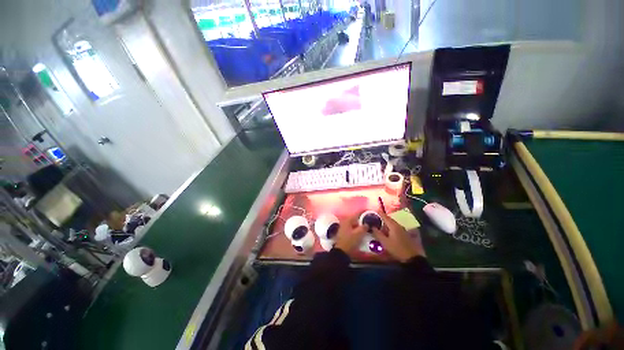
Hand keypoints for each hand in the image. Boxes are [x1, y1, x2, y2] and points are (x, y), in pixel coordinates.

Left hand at [334, 215, 368, 254]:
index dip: (363, 212)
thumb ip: (364, 227)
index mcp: (347, 220)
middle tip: (370, 221)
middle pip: (355, 219)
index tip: (370, 212)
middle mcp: (345, 222)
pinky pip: (353, 229)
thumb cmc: (350, 241)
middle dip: (362, 219)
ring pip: (354, 224)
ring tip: (368, 227)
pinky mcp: (344, 233)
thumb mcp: (359, 234)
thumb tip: (367, 223)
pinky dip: (357, 229)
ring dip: (360, 225)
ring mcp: (344, 228)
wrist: (341, 252)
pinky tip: (362, 232)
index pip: (357, 214)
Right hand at [371, 212, 425, 261]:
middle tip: (375, 217)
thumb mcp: (385, 242)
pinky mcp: (404, 234)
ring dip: (386, 222)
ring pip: (392, 223)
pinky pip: (395, 227)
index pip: (385, 217)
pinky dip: (389, 226)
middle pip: (389, 219)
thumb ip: (378, 233)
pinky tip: (386, 230)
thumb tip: (372, 227)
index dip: (379, 213)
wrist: (412, 257)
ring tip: (379, 223)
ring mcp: (402, 230)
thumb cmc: (397, 249)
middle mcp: (398, 225)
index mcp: (393, 226)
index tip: (374, 210)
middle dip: (382, 217)